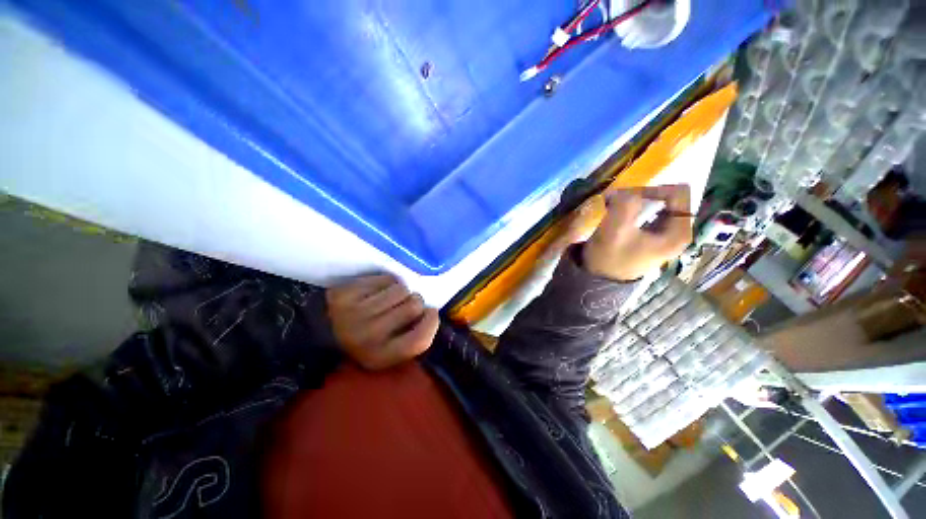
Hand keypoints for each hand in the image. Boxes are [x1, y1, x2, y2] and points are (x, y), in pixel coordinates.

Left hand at [326, 275, 438, 369]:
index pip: (420, 340)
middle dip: (415, 302)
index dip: (431, 323)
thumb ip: (411, 338)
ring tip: (390, 297)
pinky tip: (376, 291)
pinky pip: (385, 278)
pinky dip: (386, 282)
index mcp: (380, 357)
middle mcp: (369, 336)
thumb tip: (430, 311)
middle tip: (405, 304)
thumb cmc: (363, 340)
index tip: (431, 312)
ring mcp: (357, 312)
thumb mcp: (387, 351)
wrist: (322, 329)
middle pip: (414, 307)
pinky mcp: (348, 292)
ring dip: (401, 291)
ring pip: (401, 289)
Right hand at [583, 185, 692, 280]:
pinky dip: (635, 208)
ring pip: (659, 203)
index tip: (626, 198)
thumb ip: (624, 204)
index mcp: (679, 232)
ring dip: (636, 201)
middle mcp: (678, 231)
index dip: (652, 189)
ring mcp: (666, 233)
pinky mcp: (653, 235)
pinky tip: (619, 213)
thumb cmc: (609, 259)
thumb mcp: (614, 230)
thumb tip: (621, 190)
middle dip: (642, 195)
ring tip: (616, 205)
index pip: (679, 192)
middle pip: (670, 196)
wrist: (599, 280)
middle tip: (618, 200)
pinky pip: (650, 212)